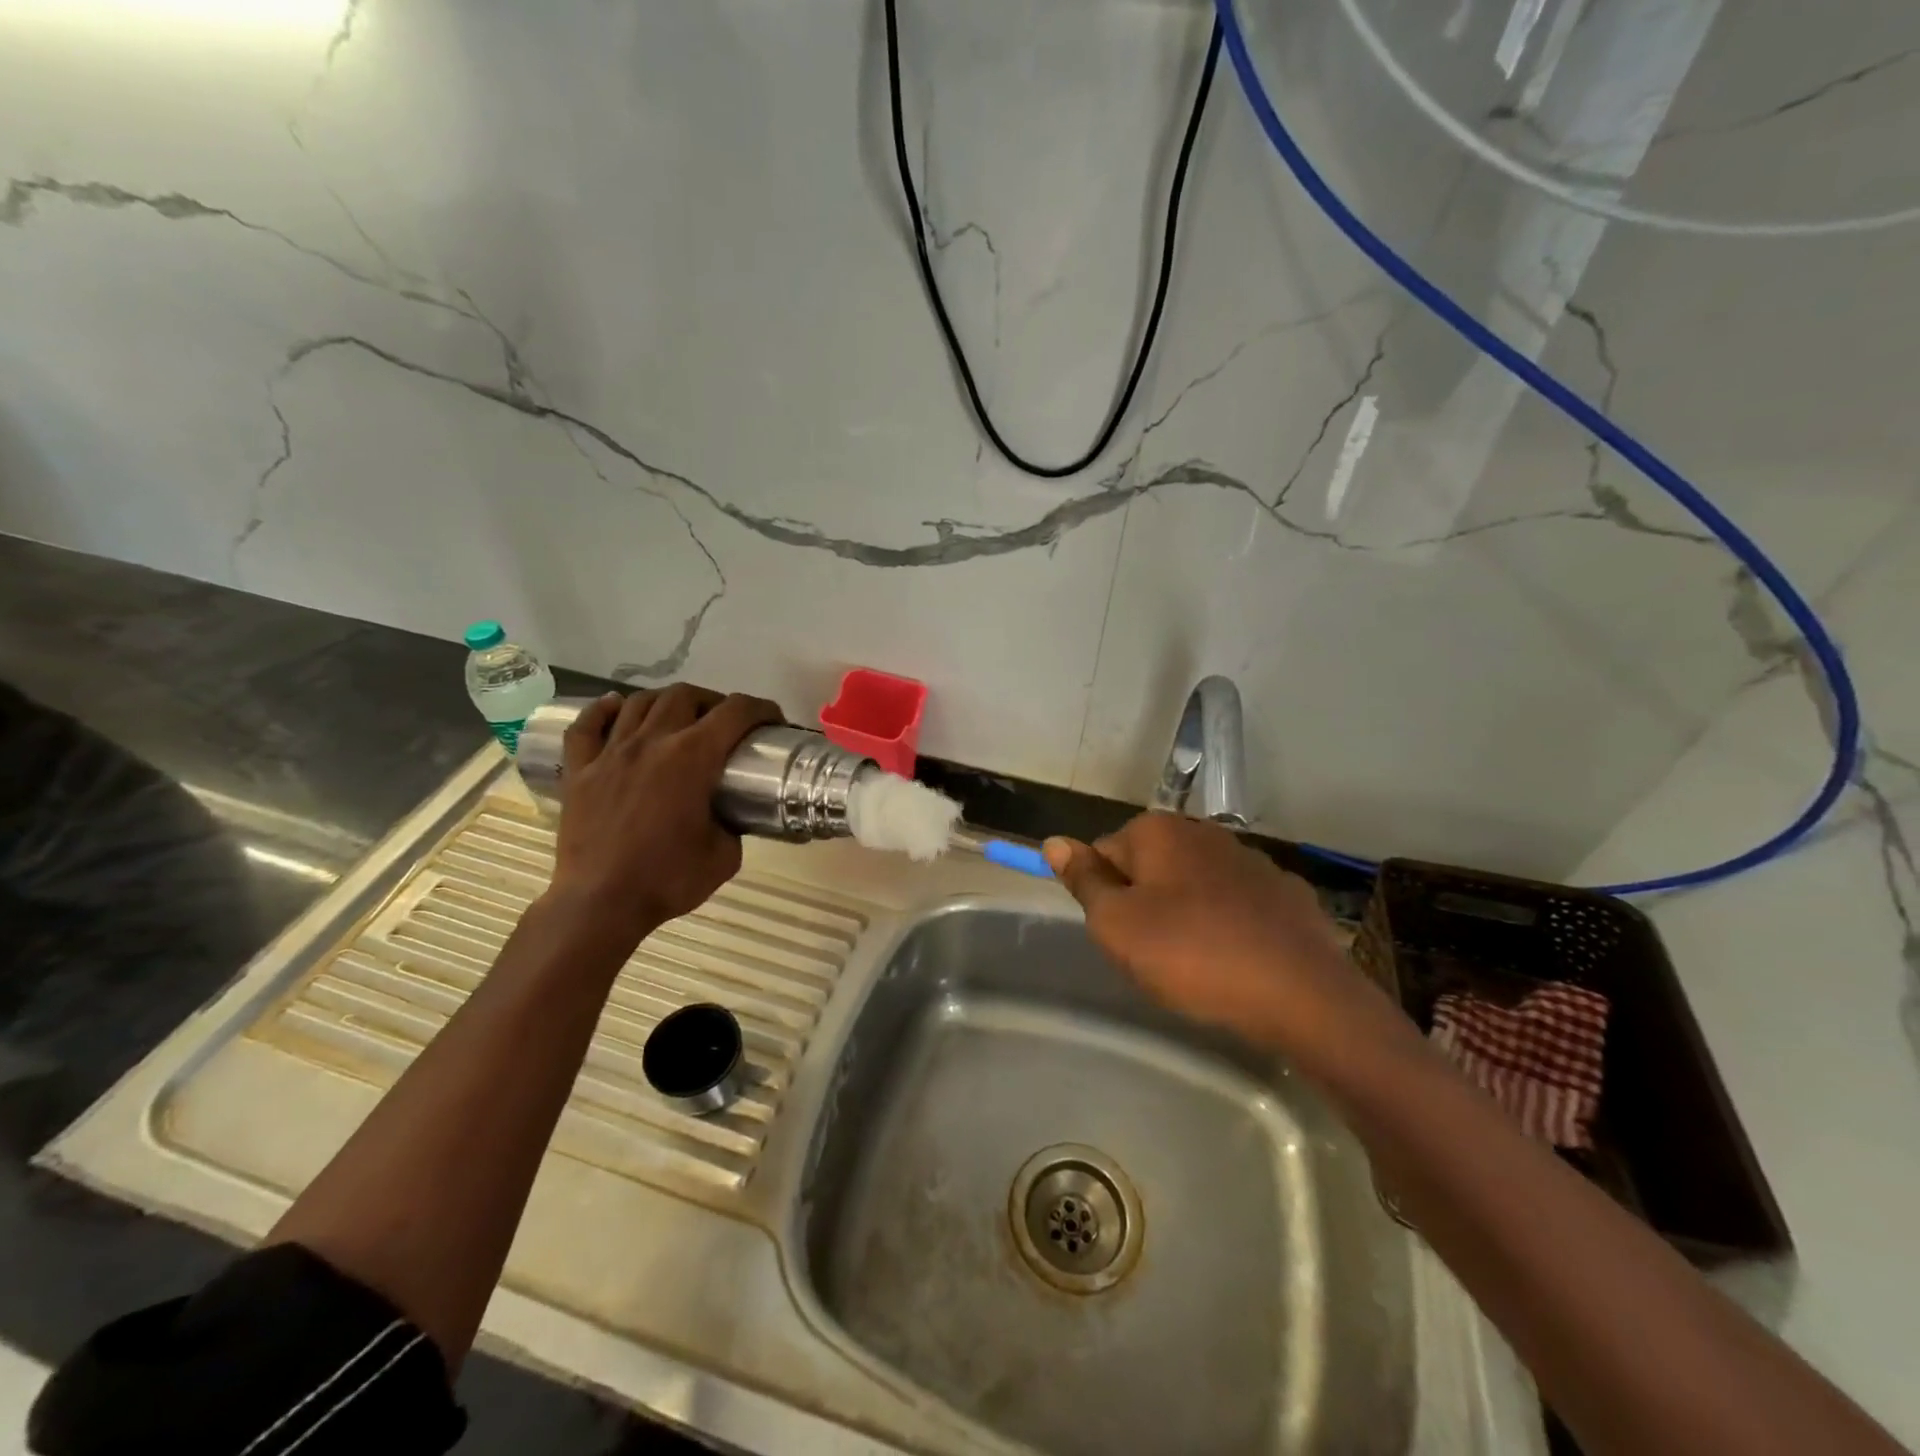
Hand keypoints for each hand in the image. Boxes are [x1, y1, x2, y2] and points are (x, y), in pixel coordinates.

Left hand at [548, 685, 783, 948]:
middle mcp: (651, 742)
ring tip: (679, 715)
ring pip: (639, 702)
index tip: (772, 720)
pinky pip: (587, 725)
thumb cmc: (668, 880)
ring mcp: (610, 753)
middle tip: (725, 722)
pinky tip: (617, 707)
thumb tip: (728, 815)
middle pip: (685, 696)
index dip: (761, 709)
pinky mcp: (579, 770)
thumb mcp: (725, 856)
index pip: (736, 713)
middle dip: (713, 701)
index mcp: (693, 758)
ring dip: (667, 701)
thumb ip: (732, 825)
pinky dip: (603, 710)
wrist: (600, 904)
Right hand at [1043, 814, 1402, 1064]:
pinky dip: (1228, 924)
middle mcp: (1204, 831)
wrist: (1300, 995)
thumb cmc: (1191, 955)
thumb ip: (1084, 880)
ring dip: (1185, 913)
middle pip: (1150, 865)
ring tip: (1195, 963)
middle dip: (1143, 902)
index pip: (1104, 852)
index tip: (1120, 935)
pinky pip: (1237, 904)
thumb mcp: (1117, 924)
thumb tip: (1054, 840)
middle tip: (1151, 953)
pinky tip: (1237, 960)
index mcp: (1158, 831)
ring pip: (1194, 884)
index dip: (1102, 896)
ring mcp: (1251, 859)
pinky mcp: (1286, 892)